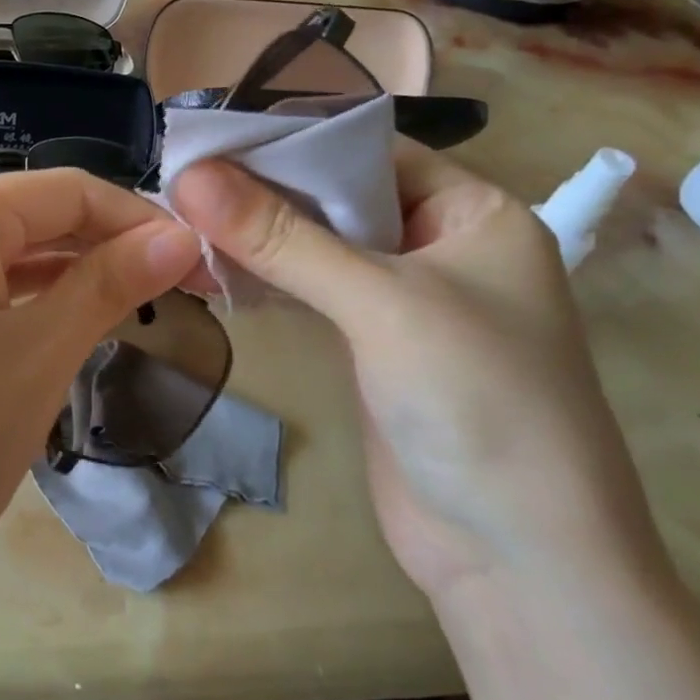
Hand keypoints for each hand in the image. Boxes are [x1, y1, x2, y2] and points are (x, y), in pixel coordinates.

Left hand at [0, 172, 201, 611]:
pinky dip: (26, 299)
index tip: (203, 264)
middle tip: (182, 292)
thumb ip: (110, 283)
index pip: (70, 191)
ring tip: (134, 308)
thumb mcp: (41, 355)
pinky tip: (64, 325)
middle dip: (109, 248)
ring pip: (6, 253)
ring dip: (71, 275)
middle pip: (36, 216)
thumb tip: (180, 238)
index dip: (142, 221)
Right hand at [170, 144, 665, 603]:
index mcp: (474, 212)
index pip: (370, 150)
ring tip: (181, 216)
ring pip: (320, 246)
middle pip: (339, 197)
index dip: (291, 140)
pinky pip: (312, 292)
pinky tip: (212, 267)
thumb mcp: (381, 304)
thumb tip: (192, 176)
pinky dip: (266, 278)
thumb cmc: (478, 403)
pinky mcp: (373, 346)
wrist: (518, 563)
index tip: (212, 137)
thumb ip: (283, 238)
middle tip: (181, 177)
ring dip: (258, 236)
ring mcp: (405, 300)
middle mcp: (442, 246)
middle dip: (265, 189)